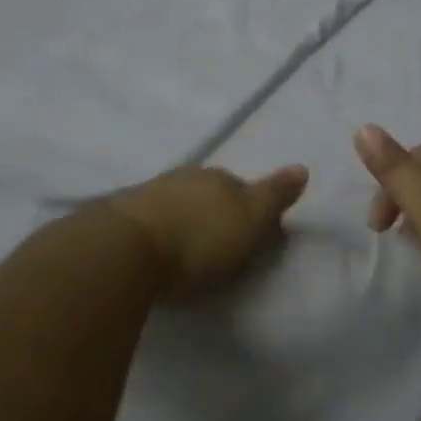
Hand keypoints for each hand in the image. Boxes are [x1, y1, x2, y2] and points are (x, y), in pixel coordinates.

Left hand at [106, 164, 308, 300]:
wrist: (124, 249)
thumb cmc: (199, 239)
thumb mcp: (251, 220)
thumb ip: (275, 195)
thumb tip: (302, 167)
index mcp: (219, 177)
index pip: (242, 188)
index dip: (249, 210)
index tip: (251, 236)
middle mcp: (185, 177)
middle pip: (207, 194)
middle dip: (214, 214)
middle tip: (218, 246)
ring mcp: (149, 193)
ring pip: (176, 204)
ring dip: (183, 221)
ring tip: (185, 252)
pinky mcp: (118, 217)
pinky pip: (148, 221)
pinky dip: (156, 232)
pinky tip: (155, 250)